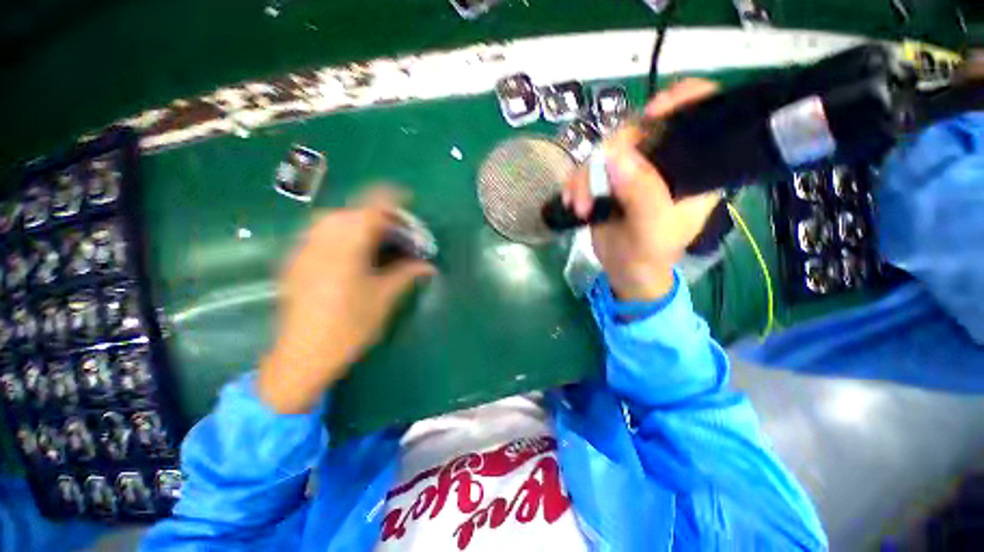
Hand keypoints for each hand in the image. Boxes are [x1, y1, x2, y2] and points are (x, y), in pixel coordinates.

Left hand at [258, 188, 434, 413]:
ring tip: (372, 235)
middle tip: (392, 227)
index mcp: (346, 250)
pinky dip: (337, 231)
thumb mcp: (383, 299)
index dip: (388, 198)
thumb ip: (406, 275)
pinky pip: (317, 233)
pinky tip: (349, 249)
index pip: (368, 211)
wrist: (302, 356)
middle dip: (372, 212)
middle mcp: (320, 243)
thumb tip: (429, 266)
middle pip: (347, 212)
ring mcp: (303, 251)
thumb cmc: (349, 328)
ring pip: (329, 220)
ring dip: (353, 220)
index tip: (405, 196)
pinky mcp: (295, 262)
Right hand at [563, 79, 722, 300]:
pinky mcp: (608, 179)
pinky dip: (576, 183)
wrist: (624, 271)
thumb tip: (616, 154)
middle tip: (594, 184)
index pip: (699, 116)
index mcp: (692, 168)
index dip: (681, 102)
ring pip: (606, 150)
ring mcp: (633, 169)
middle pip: (640, 128)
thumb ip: (642, 194)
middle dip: (612, 153)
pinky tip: (572, 202)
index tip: (653, 113)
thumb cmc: (649, 255)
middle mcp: (663, 160)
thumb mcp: (652, 229)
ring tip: (581, 206)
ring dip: (586, 177)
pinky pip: (587, 168)